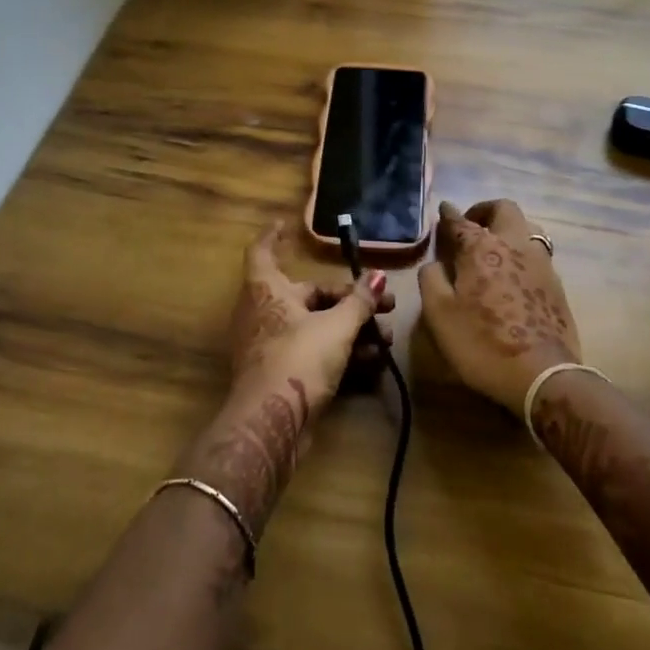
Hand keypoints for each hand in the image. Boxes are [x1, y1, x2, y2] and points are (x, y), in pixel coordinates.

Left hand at [183, 221, 393, 529]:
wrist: (271, 425)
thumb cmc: (298, 359)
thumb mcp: (337, 326)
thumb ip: (359, 302)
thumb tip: (378, 276)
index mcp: (267, 289)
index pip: (262, 251)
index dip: (274, 236)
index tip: (286, 224)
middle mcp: (264, 312)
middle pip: (308, 294)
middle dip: (348, 299)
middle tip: (384, 304)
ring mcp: (270, 345)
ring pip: (316, 327)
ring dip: (351, 329)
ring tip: (386, 338)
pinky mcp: (280, 375)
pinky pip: (314, 353)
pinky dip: (340, 353)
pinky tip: (374, 361)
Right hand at [418, 199, 579, 414]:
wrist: (541, 375)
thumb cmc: (482, 343)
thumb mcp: (439, 314)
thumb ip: (432, 279)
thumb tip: (435, 263)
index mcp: (480, 248)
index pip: (460, 221)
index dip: (449, 214)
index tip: (444, 209)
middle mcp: (513, 244)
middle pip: (504, 209)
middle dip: (485, 210)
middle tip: (472, 224)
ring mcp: (540, 263)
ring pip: (527, 227)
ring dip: (508, 229)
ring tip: (495, 246)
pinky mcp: (556, 284)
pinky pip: (538, 253)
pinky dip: (522, 252)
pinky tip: (514, 272)